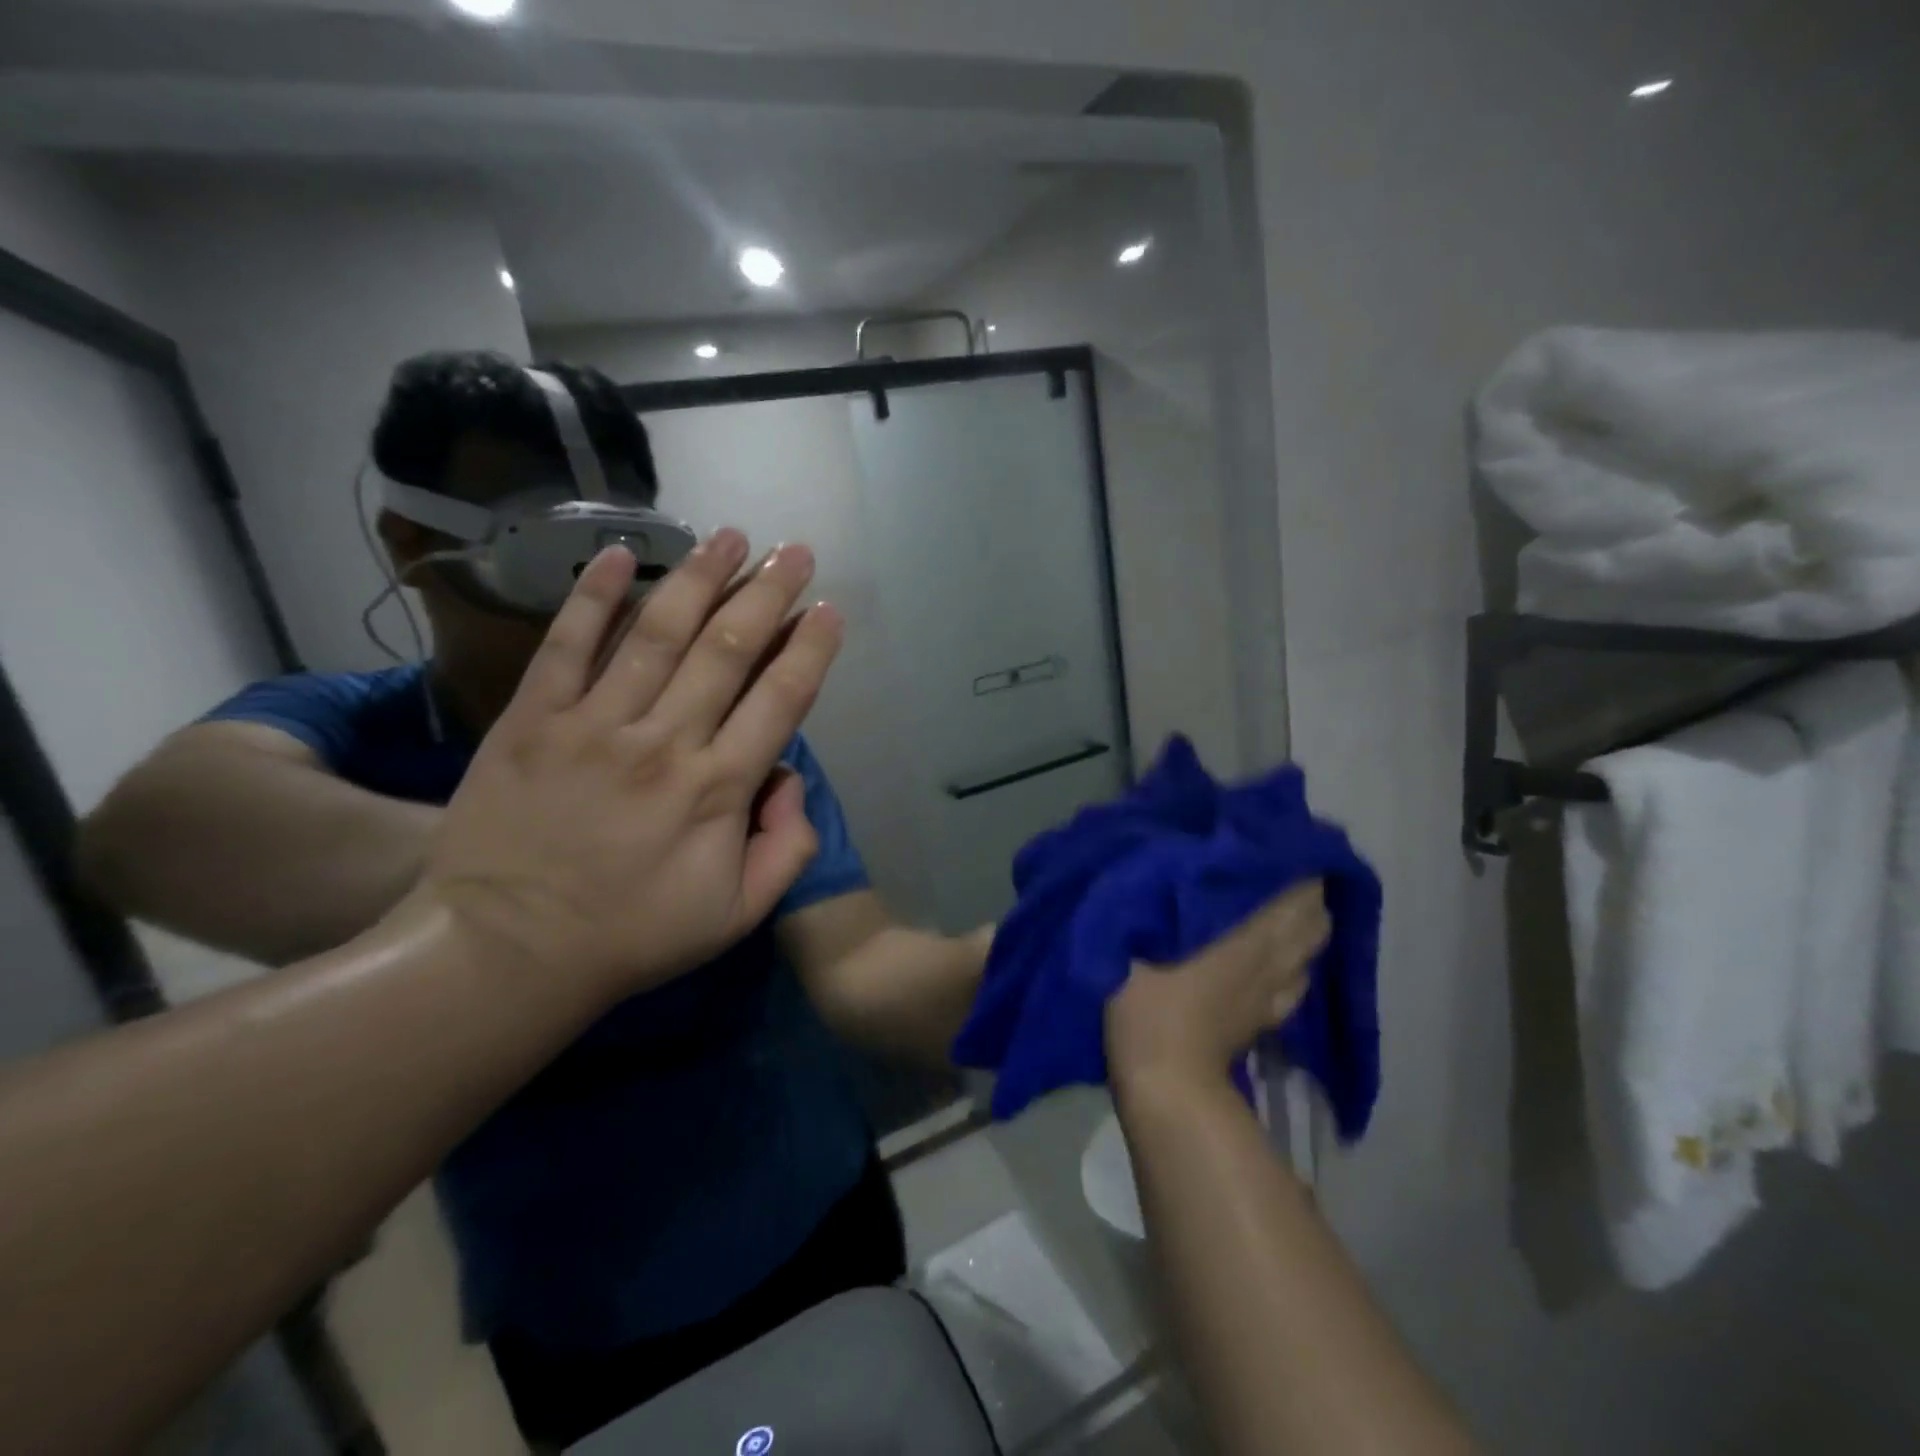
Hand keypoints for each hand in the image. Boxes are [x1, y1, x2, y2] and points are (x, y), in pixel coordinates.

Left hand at [412, 531, 841, 1002]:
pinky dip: (592, 597)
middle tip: (794, 550)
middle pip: (729, 649)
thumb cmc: (632, 936)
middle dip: (769, 593)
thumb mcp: (737, 915)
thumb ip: (787, 848)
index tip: (830, 609)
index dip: (811, 648)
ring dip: (700, 577)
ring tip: (731, 535)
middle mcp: (665, 741)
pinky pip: (566, 645)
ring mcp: (595, 724)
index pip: (781, 699)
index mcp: (718, 789)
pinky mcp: (533, 720)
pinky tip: (619, 554)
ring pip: (658, 633)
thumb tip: (793, 779)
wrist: (505, 951)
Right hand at [1105, 881, 1330, 1092]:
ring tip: (1276, 901)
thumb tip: (1169, 859)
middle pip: (1315, 913)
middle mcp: (1277, 956)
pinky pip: (1298, 978)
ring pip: (1312, 945)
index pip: (1300, 887)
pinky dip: (1294, 958)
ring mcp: (1278, 990)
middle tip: (1270, 864)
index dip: (1294, 859)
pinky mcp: (1269, 1016)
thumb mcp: (1137, 935)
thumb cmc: (1146, 998)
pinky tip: (1272, 951)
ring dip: (1303, 921)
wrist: (1165, 1077)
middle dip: (1303, 886)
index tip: (1269, 837)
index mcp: (1252, 931)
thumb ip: (1157, 895)